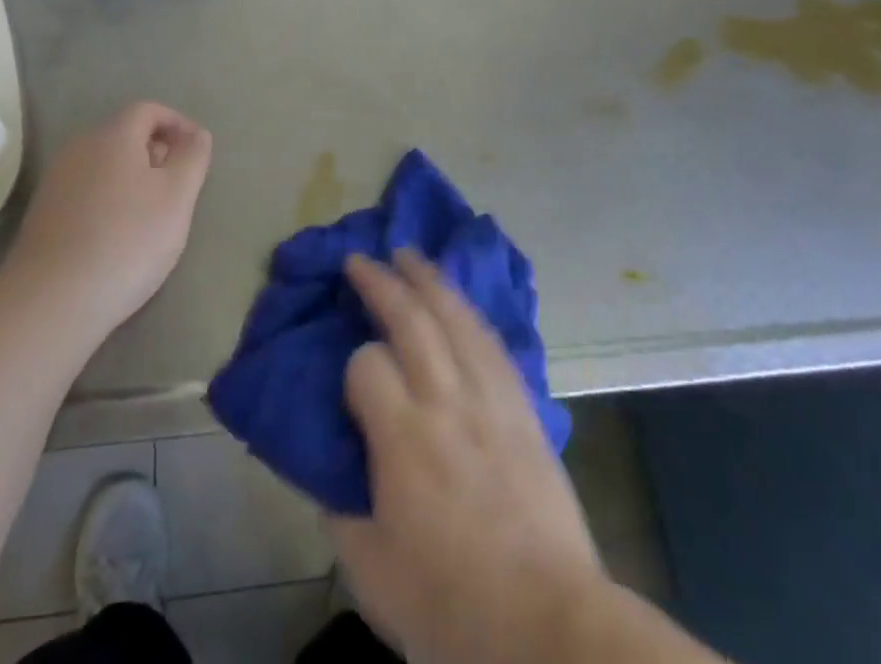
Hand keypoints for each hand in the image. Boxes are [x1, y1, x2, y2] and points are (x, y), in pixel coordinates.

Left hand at [7, 102, 211, 339]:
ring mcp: (57, 179)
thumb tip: (197, 133)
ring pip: (104, 162)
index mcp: (113, 135)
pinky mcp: (43, 211)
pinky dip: (109, 197)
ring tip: (152, 212)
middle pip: (124, 134)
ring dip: (132, 175)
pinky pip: (86, 188)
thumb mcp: (177, 197)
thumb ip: (193, 158)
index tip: (196, 151)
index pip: (148, 110)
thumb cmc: (127, 240)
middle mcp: (80, 146)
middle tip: (178, 184)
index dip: (177, 123)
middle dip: (155, 150)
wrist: (52, 299)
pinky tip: (118, 233)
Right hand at [329, 251, 606, 663]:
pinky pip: (493, 343)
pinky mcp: (524, 408)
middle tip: (362, 258)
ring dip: (429, 279)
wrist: (551, 628)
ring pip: (456, 317)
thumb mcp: (371, 572)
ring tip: (410, 254)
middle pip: (411, 318)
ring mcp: (491, 399)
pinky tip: (460, 301)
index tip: (352, 385)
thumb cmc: (452, 606)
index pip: (367, 364)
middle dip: (382, 281)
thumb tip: (330, 470)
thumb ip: (340, 511)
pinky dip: (470, 312)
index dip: (353, 364)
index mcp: (403, 436)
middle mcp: (446, 400)